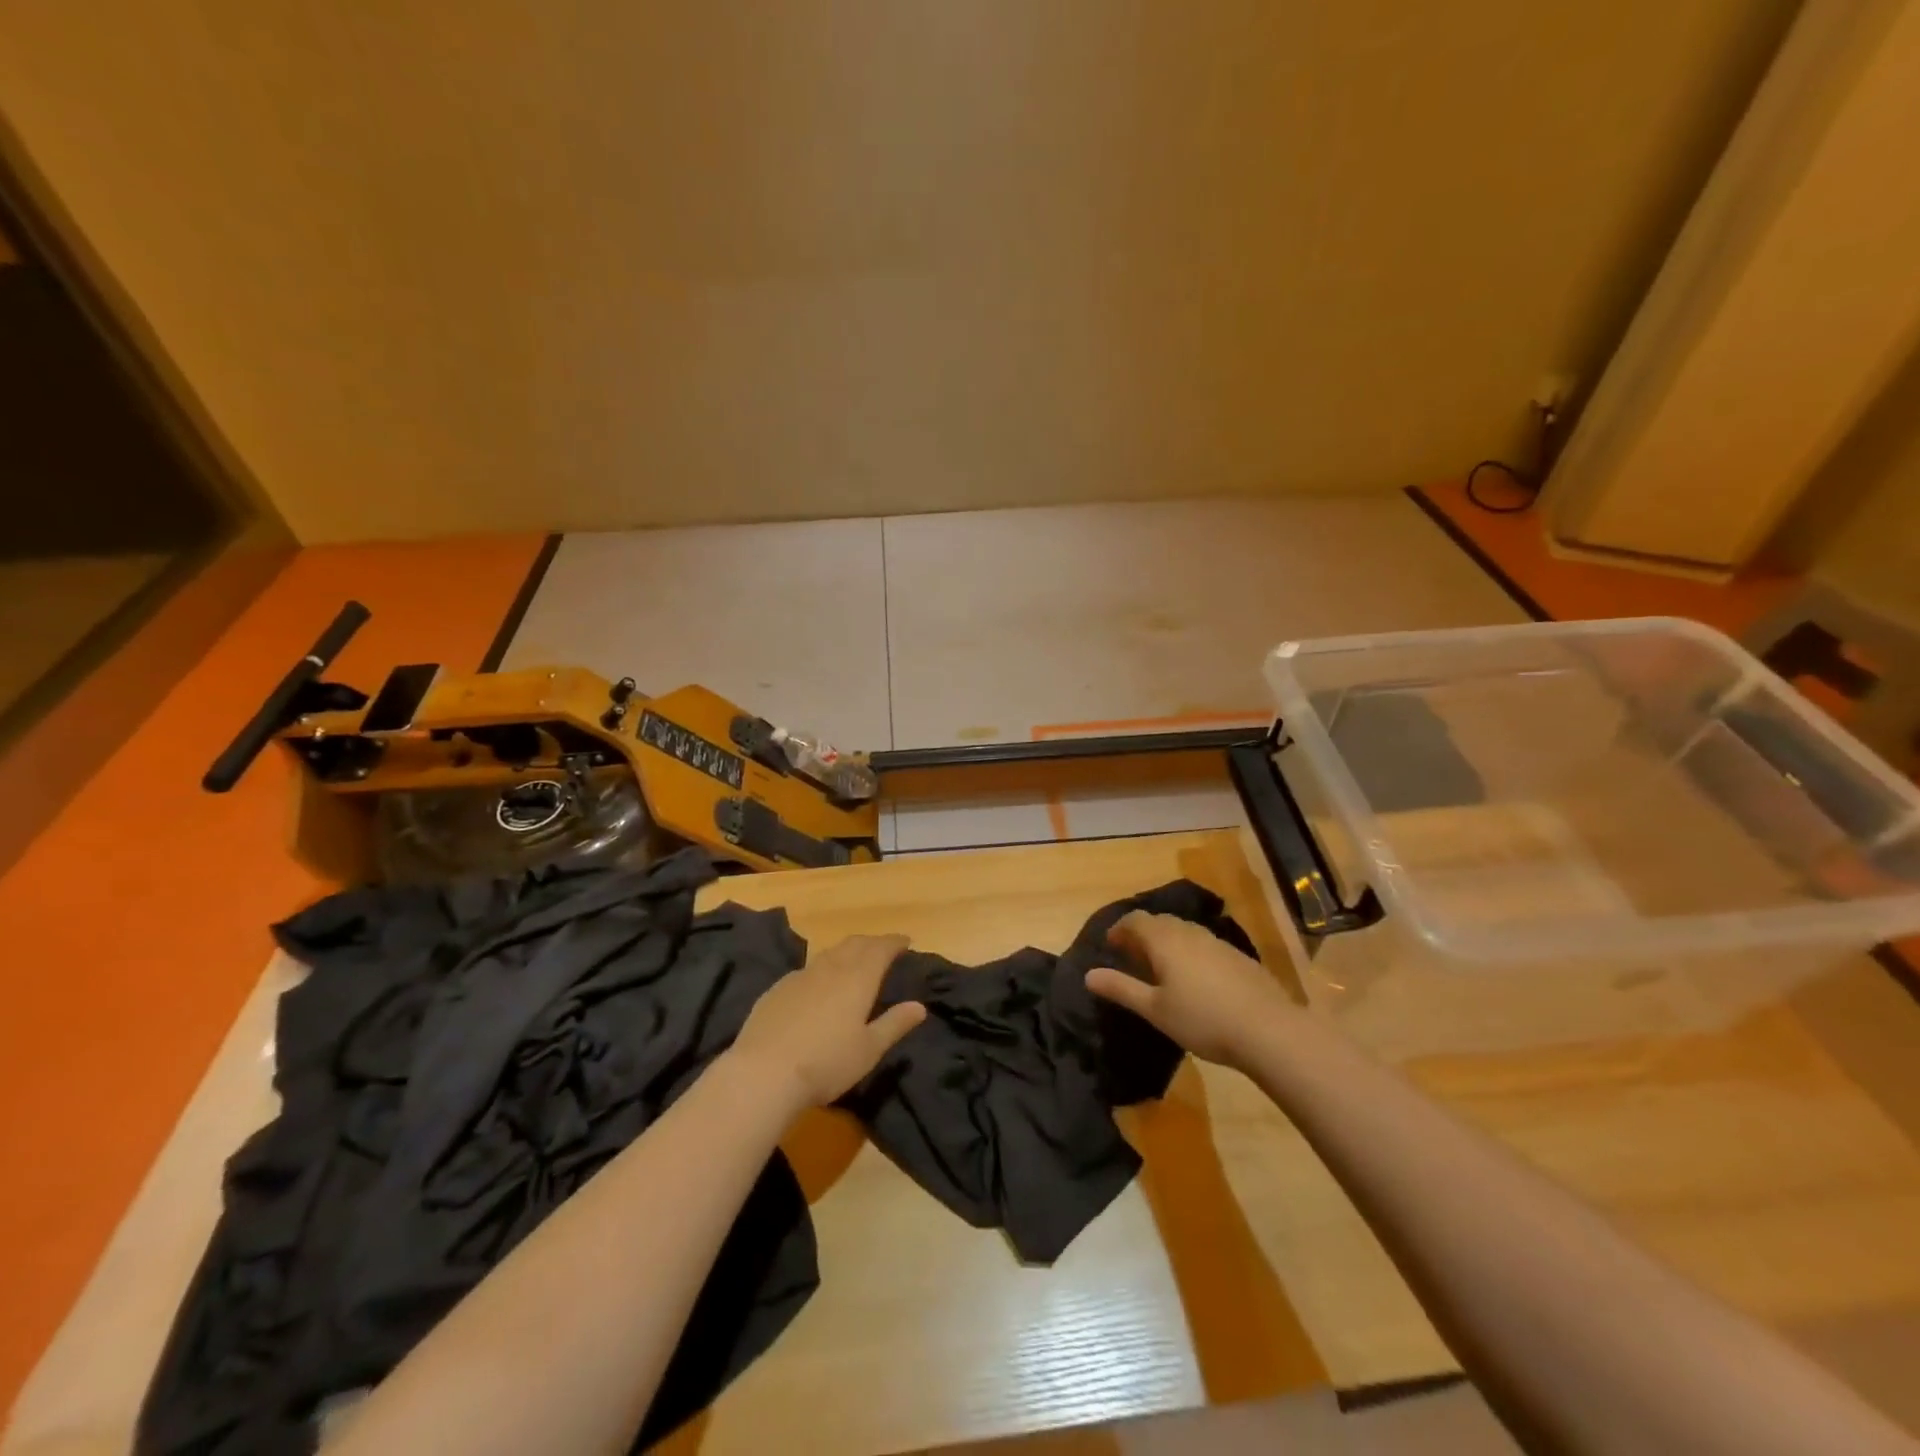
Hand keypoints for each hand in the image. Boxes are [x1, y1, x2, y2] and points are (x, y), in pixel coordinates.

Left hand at [729, 934, 925, 1110]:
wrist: (763, 1073)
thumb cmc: (826, 1063)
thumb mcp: (869, 1050)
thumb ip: (894, 1024)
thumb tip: (919, 1006)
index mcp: (858, 979)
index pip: (881, 949)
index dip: (894, 942)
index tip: (905, 941)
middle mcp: (830, 968)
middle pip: (854, 944)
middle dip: (872, 942)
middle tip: (883, 948)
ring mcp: (800, 976)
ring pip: (829, 953)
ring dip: (846, 951)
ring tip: (854, 961)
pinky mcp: (777, 989)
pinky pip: (807, 969)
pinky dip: (822, 968)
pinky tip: (818, 984)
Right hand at [1085, 911, 1291, 1068]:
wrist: (1269, 1030)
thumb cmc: (1202, 1019)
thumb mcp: (1155, 1010)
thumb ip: (1121, 989)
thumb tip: (1089, 975)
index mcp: (1165, 940)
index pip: (1135, 920)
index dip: (1119, 929)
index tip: (1110, 945)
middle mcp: (1190, 932)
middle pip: (1160, 922)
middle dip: (1143, 934)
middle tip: (1132, 957)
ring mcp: (1217, 942)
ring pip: (1184, 931)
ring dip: (1168, 942)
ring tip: (1162, 969)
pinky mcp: (1238, 957)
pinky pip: (1204, 945)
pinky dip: (1190, 953)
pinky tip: (1196, 981)